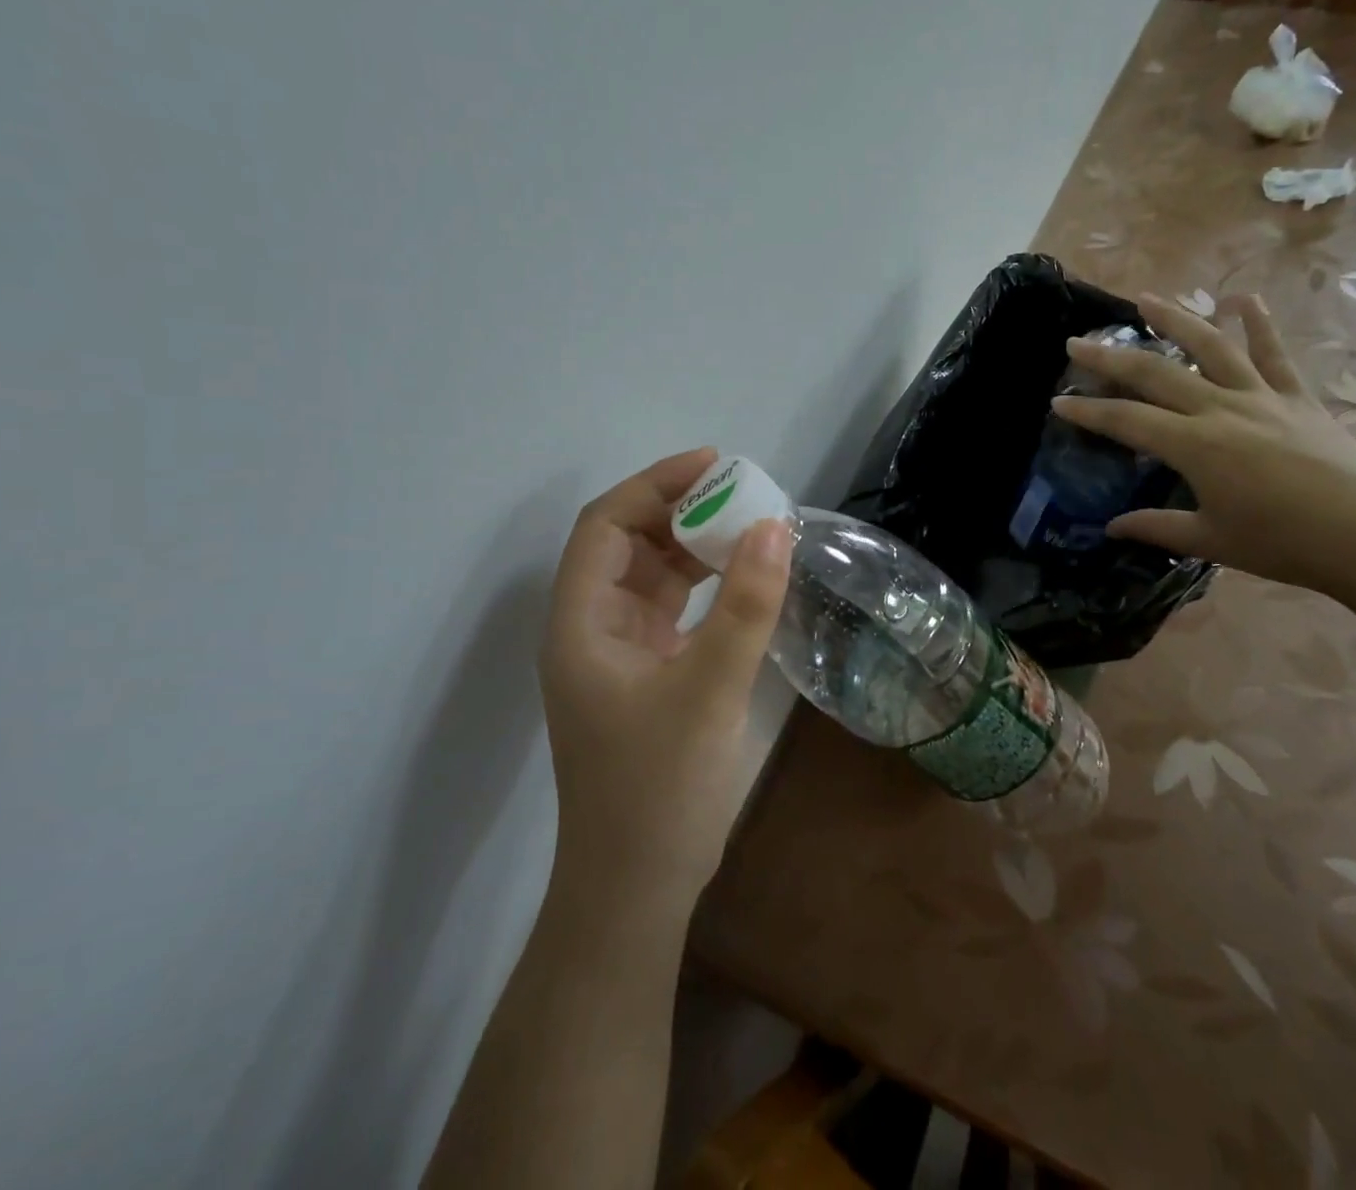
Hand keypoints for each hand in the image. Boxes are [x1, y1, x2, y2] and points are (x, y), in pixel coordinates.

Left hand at [539, 448, 791, 912]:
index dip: (654, 485)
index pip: (605, 526)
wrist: (637, 890)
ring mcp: (620, 653)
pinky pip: (675, 609)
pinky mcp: (648, 675)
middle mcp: (593, 628)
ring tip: (752, 527)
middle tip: (744, 494)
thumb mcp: (708, 692)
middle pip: (628, 544)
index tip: (714, 465)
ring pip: (653, 576)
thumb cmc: (658, 791)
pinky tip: (745, 580)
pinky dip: (706, 585)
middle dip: (681, 511)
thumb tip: (774, 527)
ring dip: (696, 547)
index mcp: (582, 623)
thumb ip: (743, 608)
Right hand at [1053, 294, 1355, 598]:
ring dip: (1175, 320)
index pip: (1127, 421)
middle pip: (1156, 374)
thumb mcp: (1211, 541)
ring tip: (1145, 300)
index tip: (1059, 401)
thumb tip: (1112, 528)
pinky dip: (1259, 324)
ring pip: (1210, 347)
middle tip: (1077, 342)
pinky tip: (1242, 298)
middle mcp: (1221, 409)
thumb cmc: (1283, 544)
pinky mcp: (1298, 397)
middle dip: (1111, 358)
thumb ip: (1157, 528)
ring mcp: (1263, 397)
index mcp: (1195, 446)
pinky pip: (1274, 353)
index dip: (1089, 411)